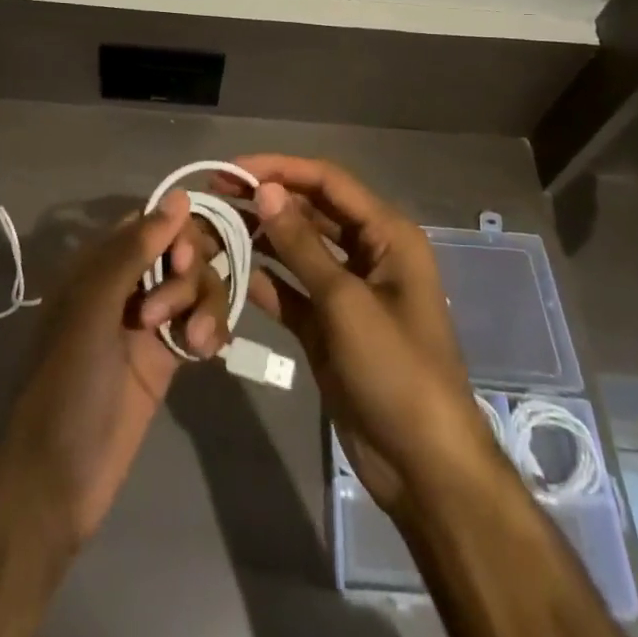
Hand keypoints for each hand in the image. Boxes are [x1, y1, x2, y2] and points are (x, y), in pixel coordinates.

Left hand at [0, 192, 229, 545]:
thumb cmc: (68, 382)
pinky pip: (203, 321)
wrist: (57, 479)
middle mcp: (127, 283)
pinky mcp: (169, 355)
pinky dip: (211, 328)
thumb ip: (136, 249)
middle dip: (190, 272)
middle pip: (181, 250)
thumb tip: (180, 196)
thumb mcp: (95, 307)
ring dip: (205, 303)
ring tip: (195, 341)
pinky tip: (207, 351)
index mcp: (99, 264)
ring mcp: (150, 320)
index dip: (177, 231)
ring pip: (197, 284)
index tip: (184, 258)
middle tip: (173, 308)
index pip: (152, 222)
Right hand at [228, 155, 503, 519]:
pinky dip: (265, 280)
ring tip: (214, 226)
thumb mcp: (346, 302)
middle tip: (214, 194)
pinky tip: (228, 272)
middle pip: (311, 211)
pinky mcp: (329, 325)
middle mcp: (368, 252)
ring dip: (261, 237)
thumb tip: (264, 190)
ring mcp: (347, 290)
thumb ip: (302, 243)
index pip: (327, 182)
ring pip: (298, 249)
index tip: (232, 169)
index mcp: (387, 234)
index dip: (280, 169)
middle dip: (266, 200)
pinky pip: (292, 290)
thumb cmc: (396, 370)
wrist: (423, 467)